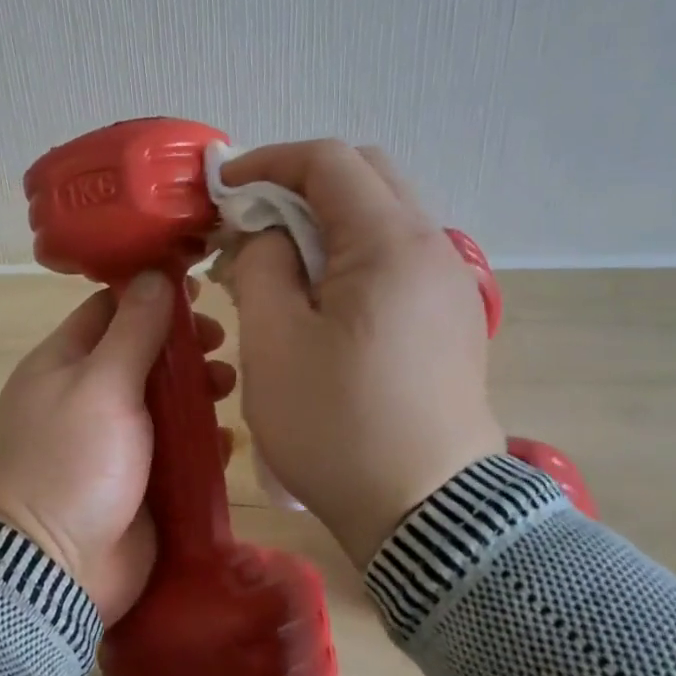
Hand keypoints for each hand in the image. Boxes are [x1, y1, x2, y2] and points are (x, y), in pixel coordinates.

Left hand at [0, 273, 236, 623]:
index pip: (109, 309)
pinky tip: (225, 443)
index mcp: (64, 363)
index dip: (151, 294)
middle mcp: (87, 395)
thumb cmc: (71, 462)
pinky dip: (200, 442)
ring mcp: (113, 441)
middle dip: (183, 346)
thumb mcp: (102, 385)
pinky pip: (175, 450)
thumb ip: (132, 331)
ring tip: (227, 389)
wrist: (51, 571)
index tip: (197, 289)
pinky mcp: (138, 482)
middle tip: (219, 345)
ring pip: (164, 401)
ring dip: (198, 390)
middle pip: (142, 353)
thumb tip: (152, 274)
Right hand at [219, 141, 505, 566]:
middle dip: (298, 184)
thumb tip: (269, 235)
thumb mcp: (274, 342)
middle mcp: (433, 246)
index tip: (223, 191)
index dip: (268, 163)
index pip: (329, 161)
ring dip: (325, 218)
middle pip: (365, 174)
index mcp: (390, 244)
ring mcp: (450, 281)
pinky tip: (319, 294)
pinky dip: (351, 250)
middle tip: (250, 222)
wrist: (428, 515)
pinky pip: (397, 253)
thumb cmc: (338, 427)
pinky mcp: (452, 315)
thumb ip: (262, 264)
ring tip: (278, 261)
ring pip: (383, 213)